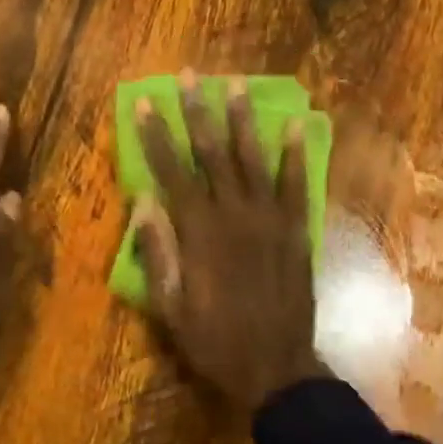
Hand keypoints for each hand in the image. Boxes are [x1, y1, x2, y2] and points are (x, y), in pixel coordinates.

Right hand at [134, 70, 325, 410]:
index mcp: (199, 233)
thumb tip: (144, 200)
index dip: (157, 137)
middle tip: (192, 76)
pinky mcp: (297, 230)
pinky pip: (297, 185)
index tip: (147, 102)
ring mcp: (270, 220)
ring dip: (244, 120)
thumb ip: (157, 252)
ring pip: (253, 160)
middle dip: (199, 112)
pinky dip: (296, 154)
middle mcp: (234, 215)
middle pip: (212, 154)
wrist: (276, 367)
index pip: (171, 173)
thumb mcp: (170, 307)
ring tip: (238, 85)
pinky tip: (296, 125)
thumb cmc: (215, 341)